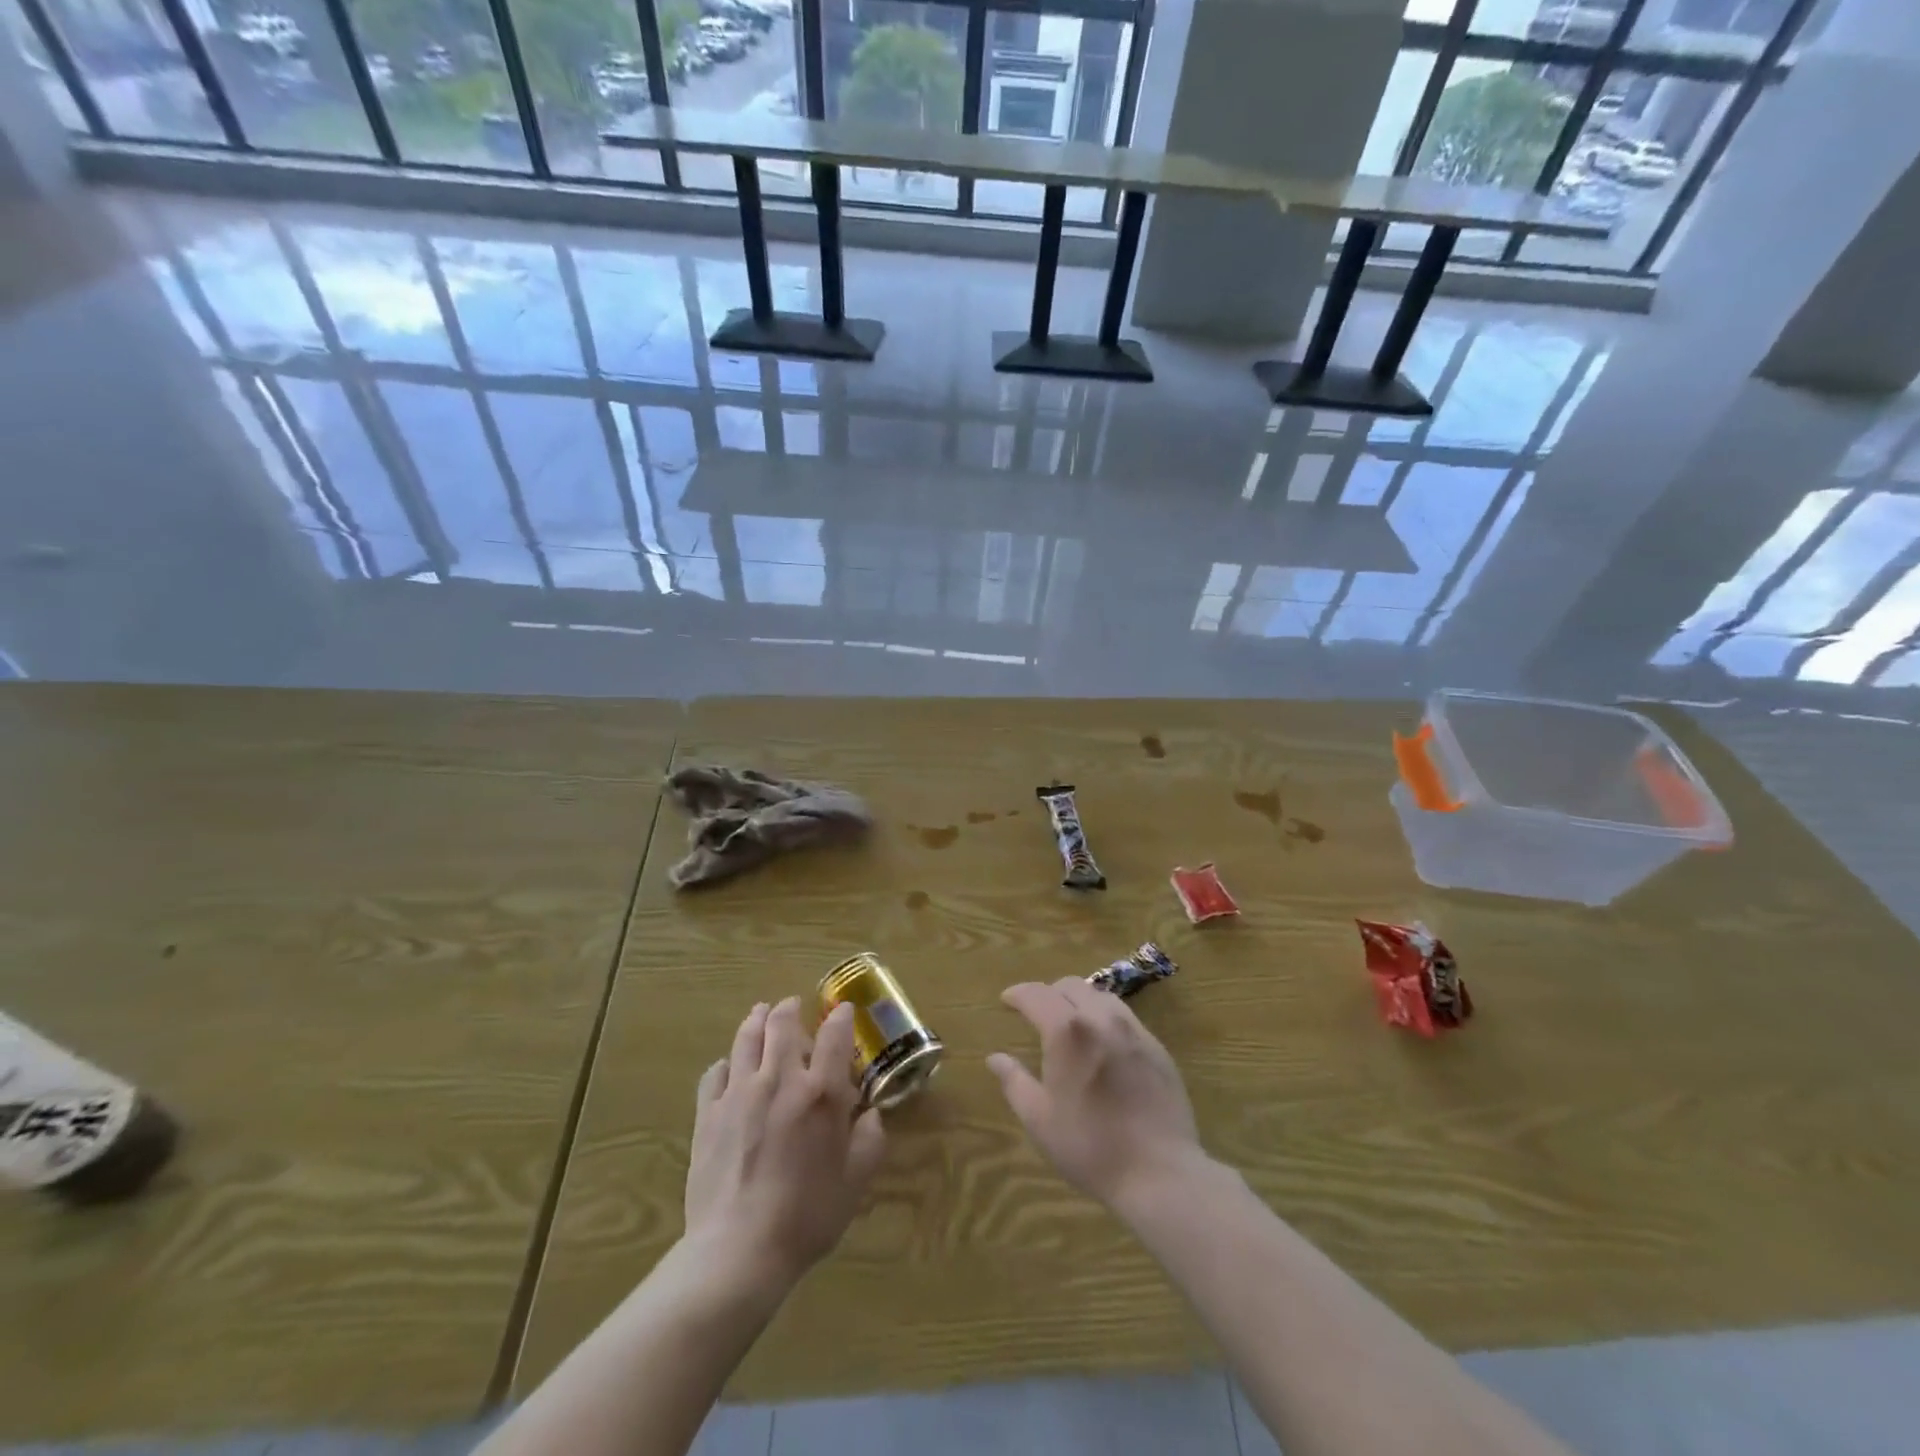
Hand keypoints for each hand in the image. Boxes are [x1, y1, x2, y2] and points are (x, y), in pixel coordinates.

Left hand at [684, 998, 885, 1287]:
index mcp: (821, 1093)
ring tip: (760, 1015)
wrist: (738, 1251)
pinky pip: (715, 1072)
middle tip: (793, 1006)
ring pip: (746, 1038)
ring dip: (756, 1021)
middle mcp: (780, 1080)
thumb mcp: (855, 1182)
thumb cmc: (806, 1216)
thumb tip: (871, 1115)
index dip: (840, 1017)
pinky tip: (730, 1068)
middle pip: (782, 1023)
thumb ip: (869, 1140)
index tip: (843, 1011)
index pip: (834, 1035)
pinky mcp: (709, 1113)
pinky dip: (727, 1063)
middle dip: (790, 1008)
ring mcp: (739, 1093)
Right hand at [988, 978, 1203, 1209]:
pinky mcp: (1157, 1047)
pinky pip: (1125, 1017)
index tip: (1007, 1000)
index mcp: (1067, 1031)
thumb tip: (995, 1058)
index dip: (1018, 993)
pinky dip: (1105, 1018)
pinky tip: (1103, 1044)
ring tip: (1070, 1024)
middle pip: (1070, 986)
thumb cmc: (1090, 1146)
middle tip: (1037, 1013)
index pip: (1037, 994)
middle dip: (1049, 993)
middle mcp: (1101, 1018)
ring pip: (1101, 996)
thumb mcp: (1040, 1119)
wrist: (1159, 1172)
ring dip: (1079, 1000)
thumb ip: (1014, 1082)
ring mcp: (1134, 1030)